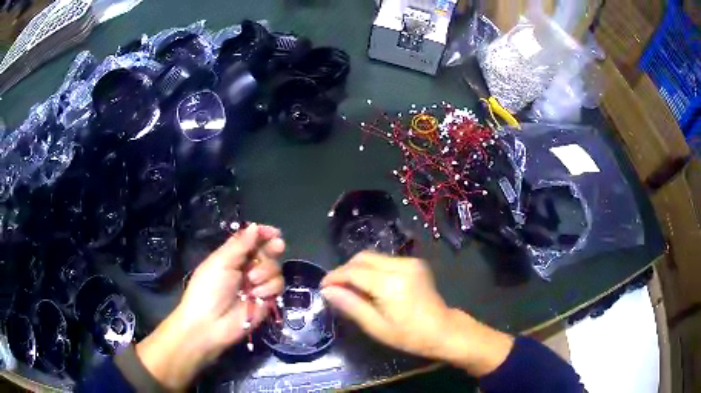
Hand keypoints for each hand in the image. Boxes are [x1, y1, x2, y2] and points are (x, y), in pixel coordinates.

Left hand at [136, 223, 284, 389]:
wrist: (210, 324)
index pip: (251, 240)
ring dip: (265, 272)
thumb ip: (239, 244)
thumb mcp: (220, 262)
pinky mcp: (266, 301)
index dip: (262, 234)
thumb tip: (255, 226)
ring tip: (251, 281)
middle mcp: (247, 269)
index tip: (273, 232)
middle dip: (272, 248)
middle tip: (277, 245)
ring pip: (275, 268)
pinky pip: (277, 286)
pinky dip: (268, 288)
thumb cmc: (208, 289)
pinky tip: (256, 295)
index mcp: (232, 256)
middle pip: (267, 252)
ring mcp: (257, 285)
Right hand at [321, 252, 513, 376]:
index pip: (354, 271)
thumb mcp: (376, 327)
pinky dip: (371, 270)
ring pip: (373, 257)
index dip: (335, 277)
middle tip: (335, 288)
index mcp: (391, 283)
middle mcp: (401, 265)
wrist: (443, 330)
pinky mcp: (415, 263)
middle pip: (363, 258)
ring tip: (350, 288)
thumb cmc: (409, 335)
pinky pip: (385, 261)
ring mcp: (410, 262)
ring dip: (357, 269)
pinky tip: (369, 285)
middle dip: (345, 270)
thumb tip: (327, 291)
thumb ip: (351, 305)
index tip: (322, 287)